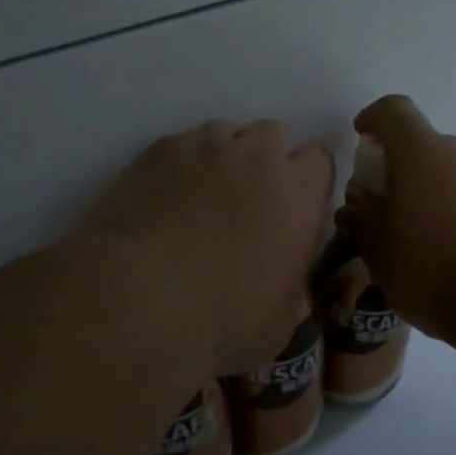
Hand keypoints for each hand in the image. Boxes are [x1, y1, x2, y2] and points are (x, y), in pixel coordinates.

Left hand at [75, 120, 334, 376]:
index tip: (294, 210)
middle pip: (274, 135)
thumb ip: (292, 283)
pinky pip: (181, 144)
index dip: (307, 183)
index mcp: (298, 194)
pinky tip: (165, 199)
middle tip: (250, 201)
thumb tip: (283, 276)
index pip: (320, 160)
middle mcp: (256, 157)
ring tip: (203, 197)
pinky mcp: (157, 151)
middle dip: (268, 160)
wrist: (135, 301)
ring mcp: (203, 146)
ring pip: (226, 133)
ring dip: (224, 157)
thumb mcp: (280, 321)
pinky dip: (181, 164)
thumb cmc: (221, 321)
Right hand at [341, 95, 455, 336]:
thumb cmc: (433, 267)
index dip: (375, 119)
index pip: (394, 112)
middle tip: (392, 211)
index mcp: (420, 153)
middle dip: (406, 171)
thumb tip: (354, 210)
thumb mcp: (381, 255)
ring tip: (429, 242)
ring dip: (439, 195)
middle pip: (427, 147)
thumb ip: (364, 226)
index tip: (363, 136)